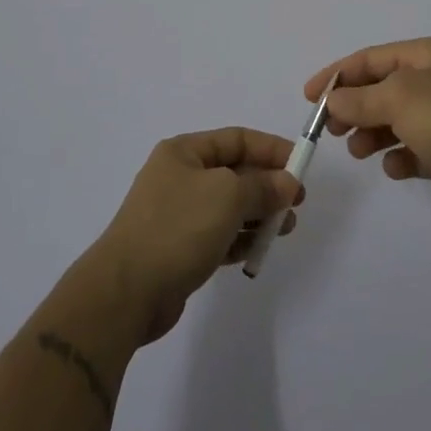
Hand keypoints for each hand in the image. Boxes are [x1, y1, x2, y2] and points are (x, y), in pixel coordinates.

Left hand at [89, 128, 303, 344]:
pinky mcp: (180, 248)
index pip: (237, 139)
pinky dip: (240, 239)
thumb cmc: (178, 228)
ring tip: (284, 229)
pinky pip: (219, 235)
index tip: (302, 165)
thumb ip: (263, 186)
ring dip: (259, 214)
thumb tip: (287, 183)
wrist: (127, 291)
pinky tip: (258, 250)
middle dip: (268, 185)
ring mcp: (178, 214)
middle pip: (235, 172)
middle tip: (296, 203)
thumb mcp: (228, 196)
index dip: (271, 149)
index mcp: (184, 152)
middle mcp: (180, 177)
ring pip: (229, 206)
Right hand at [308, 37, 430, 220]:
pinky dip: (400, 157)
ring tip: (360, 152)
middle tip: (333, 131)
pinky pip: (415, 150)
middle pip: (381, 90)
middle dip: (354, 108)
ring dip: (372, 135)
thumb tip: (334, 101)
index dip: (337, 75)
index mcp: (426, 56)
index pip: (371, 58)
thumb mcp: (398, 98)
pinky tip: (395, 168)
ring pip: (395, 121)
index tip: (310, 98)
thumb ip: (360, 99)